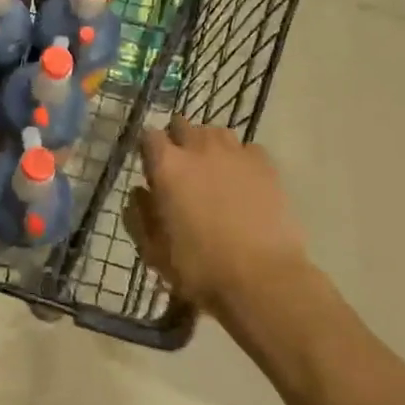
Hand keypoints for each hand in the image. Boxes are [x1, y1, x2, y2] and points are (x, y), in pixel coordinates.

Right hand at [125, 115, 309, 317]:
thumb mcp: (154, 251)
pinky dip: (240, 158)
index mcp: (166, 166)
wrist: (263, 280)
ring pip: (215, 132)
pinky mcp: (265, 165)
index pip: (149, 135)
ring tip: (212, 167)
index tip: (150, 165)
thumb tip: (140, 193)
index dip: (148, 148)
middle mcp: (198, 148)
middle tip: (180, 164)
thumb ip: (139, 217)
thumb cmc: (200, 268)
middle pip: (182, 124)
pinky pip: (247, 148)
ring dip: (208, 144)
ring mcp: (235, 153)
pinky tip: (242, 178)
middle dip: (177, 138)